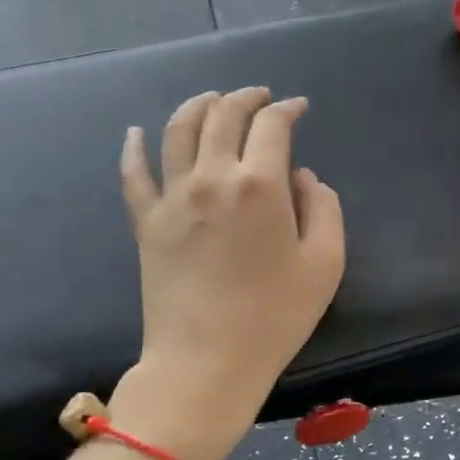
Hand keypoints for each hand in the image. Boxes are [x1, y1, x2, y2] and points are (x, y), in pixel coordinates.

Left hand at [112, 88, 345, 459]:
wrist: (206, 363)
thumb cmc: (274, 317)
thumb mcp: (325, 263)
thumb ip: (323, 207)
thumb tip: (301, 177)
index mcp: (259, 184)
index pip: (272, 125)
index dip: (287, 108)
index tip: (298, 108)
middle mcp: (212, 177)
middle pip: (223, 115)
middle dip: (246, 97)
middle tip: (261, 97)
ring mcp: (172, 197)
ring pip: (178, 130)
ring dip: (198, 105)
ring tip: (212, 100)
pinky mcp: (146, 222)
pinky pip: (133, 173)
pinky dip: (133, 147)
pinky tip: (136, 132)